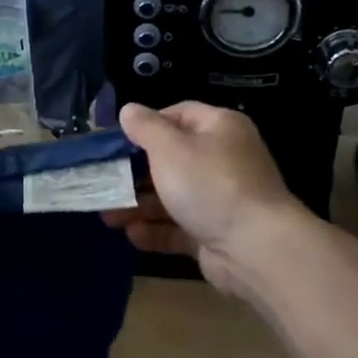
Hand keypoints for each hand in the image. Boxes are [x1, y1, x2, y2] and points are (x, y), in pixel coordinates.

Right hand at [107, 102, 309, 296]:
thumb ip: (145, 127)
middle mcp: (222, 159)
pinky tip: (131, 234)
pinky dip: (155, 230)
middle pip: (171, 159)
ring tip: (107, 215)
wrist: (255, 247)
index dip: (146, 124)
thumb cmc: (209, 184)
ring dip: (139, 205)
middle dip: (134, 172)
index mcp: (219, 128)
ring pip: (171, 196)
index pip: (178, 114)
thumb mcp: (170, 148)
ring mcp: (220, 199)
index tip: (115, 140)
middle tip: (103, 180)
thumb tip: (128, 110)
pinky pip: (179, 227)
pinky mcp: (214, 233)